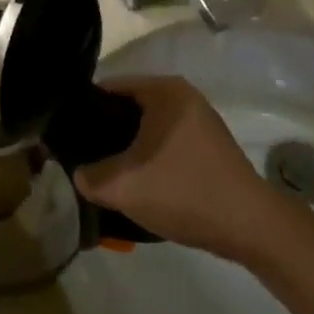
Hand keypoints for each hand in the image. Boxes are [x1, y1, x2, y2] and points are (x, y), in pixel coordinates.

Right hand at [71, 76, 280, 259]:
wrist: (249, 225)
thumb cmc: (183, 191)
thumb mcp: (122, 186)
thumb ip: (88, 176)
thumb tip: (79, 173)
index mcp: (164, 90)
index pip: (109, 88)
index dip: (84, 110)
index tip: (64, 135)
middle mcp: (183, 96)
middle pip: (128, 108)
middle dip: (104, 132)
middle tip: (80, 158)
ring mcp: (199, 121)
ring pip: (147, 129)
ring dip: (126, 149)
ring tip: (103, 174)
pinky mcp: (208, 146)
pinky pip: (165, 143)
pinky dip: (148, 159)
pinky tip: (136, 184)